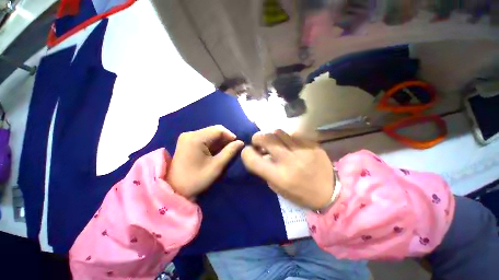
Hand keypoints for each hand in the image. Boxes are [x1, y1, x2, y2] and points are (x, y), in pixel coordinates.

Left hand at [167, 125, 243, 197]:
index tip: (237, 145)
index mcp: (196, 138)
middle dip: (225, 139)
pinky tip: (215, 152)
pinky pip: (204, 138)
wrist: (174, 189)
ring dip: (219, 142)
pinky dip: (212, 144)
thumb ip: (230, 152)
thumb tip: (240, 142)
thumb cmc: (196, 179)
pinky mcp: (187, 141)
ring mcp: (187, 137)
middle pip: (214, 130)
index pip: (219, 129)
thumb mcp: (216, 166)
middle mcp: (190, 133)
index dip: (230, 135)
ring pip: (210, 134)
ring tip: (224, 152)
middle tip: (231, 150)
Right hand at [241, 130, 333, 209]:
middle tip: (259, 142)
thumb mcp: (277, 187)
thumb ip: (265, 170)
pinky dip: (287, 138)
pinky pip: (293, 134)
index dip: (246, 153)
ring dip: (272, 137)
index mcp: (278, 176)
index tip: (249, 151)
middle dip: (257, 138)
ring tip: (276, 143)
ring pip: (278, 132)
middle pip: (265, 138)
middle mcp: (289, 160)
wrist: (330, 192)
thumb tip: (259, 153)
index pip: (252, 159)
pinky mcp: (312, 143)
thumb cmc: (300, 193)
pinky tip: (291, 144)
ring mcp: (302, 150)